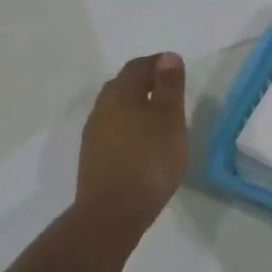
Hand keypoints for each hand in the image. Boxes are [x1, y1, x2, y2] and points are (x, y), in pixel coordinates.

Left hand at [75, 52, 188, 246]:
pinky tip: (144, 143)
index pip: (138, 66)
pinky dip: (130, 126)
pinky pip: (113, 129)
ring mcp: (94, 135)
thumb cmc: (148, 161)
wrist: (111, 215)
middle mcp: (102, 108)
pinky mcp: (94, 158)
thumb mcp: (169, 119)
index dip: (159, 63)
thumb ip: (168, 86)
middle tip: (170, 91)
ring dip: (137, 105)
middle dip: (146, 82)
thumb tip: (167, 56)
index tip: (178, 70)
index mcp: (120, 94)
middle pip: (124, 84)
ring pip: (117, 108)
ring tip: (160, 118)